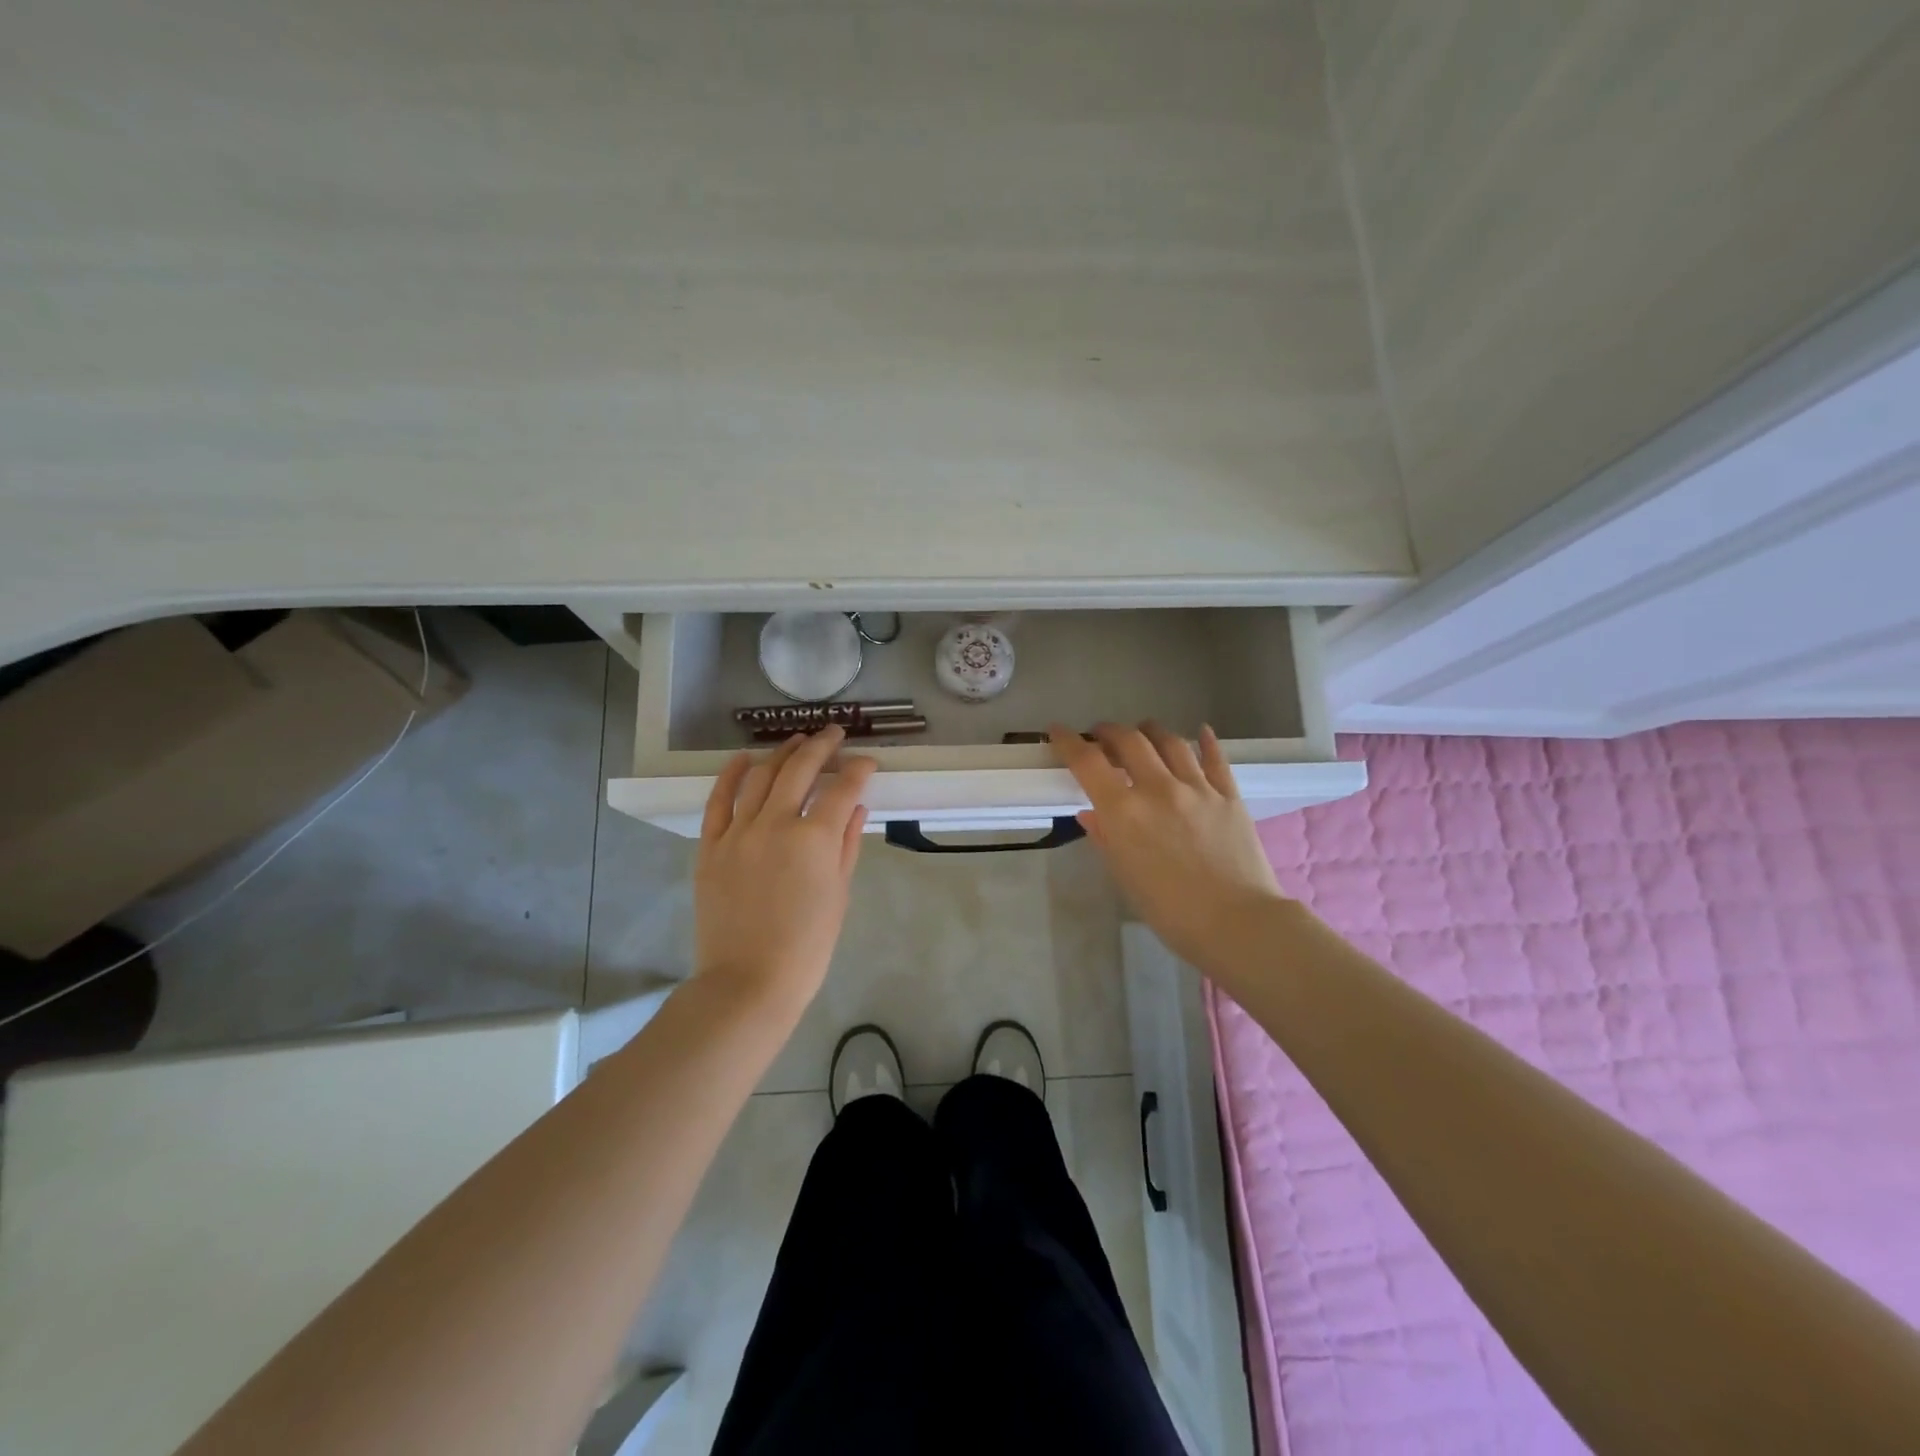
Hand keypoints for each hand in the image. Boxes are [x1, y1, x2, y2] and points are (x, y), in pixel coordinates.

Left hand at [695, 728, 876, 1013]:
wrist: (748, 981)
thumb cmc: (807, 946)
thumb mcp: (839, 894)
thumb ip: (847, 845)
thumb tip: (855, 808)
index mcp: (815, 838)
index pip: (843, 788)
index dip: (859, 770)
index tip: (867, 762)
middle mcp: (776, 823)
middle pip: (800, 769)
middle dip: (821, 746)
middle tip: (834, 733)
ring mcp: (738, 832)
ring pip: (760, 776)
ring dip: (781, 753)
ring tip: (796, 741)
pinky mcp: (711, 846)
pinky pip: (718, 800)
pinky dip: (731, 774)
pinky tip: (744, 759)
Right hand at [1050, 721, 1287, 971]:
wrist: (1237, 923)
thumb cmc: (1169, 911)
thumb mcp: (1125, 877)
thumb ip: (1106, 839)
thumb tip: (1092, 814)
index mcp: (1124, 811)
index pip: (1087, 762)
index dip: (1068, 742)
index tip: (1058, 732)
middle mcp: (1158, 788)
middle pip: (1129, 740)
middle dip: (1109, 731)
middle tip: (1101, 735)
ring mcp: (1197, 788)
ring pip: (1170, 741)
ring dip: (1150, 730)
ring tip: (1143, 730)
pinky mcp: (1229, 795)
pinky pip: (1215, 758)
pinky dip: (1206, 742)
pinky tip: (1201, 733)